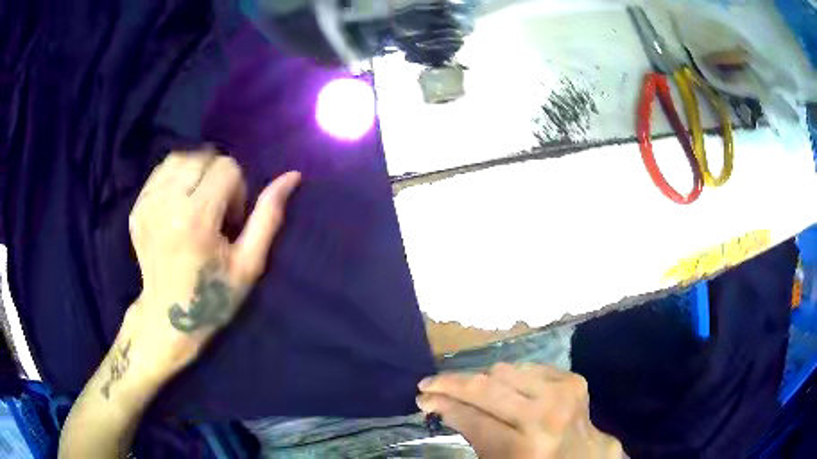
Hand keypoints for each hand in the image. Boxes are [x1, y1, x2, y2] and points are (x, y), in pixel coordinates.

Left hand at [124, 150, 299, 379]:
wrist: (168, 318)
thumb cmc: (213, 296)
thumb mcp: (249, 263)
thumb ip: (268, 216)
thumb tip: (292, 176)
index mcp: (196, 218)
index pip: (226, 168)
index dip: (238, 190)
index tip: (232, 222)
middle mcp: (167, 203)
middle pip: (203, 158)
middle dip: (217, 178)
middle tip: (215, 213)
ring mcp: (147, 204)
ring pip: (180, 159)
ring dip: (196, 173)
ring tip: (198, 204)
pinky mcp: (137, 208)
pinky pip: (161, 172)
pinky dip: (176, 178)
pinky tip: (180, 204)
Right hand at [416, 363, 622, 458]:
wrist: (585, 458)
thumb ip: (471, 433)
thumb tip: (441, 404)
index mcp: (522, 450)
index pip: (472, 418)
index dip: (443, 405)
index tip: (424, 398)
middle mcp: (544, 418)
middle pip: (486, 388)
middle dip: (451, 384)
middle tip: (429, 385)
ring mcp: (562, 394)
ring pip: (504, 371)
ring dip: (481, 380)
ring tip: (469, 390)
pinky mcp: (572, 380)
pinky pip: (528, 367)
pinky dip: (510, 377)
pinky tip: (504, 390)